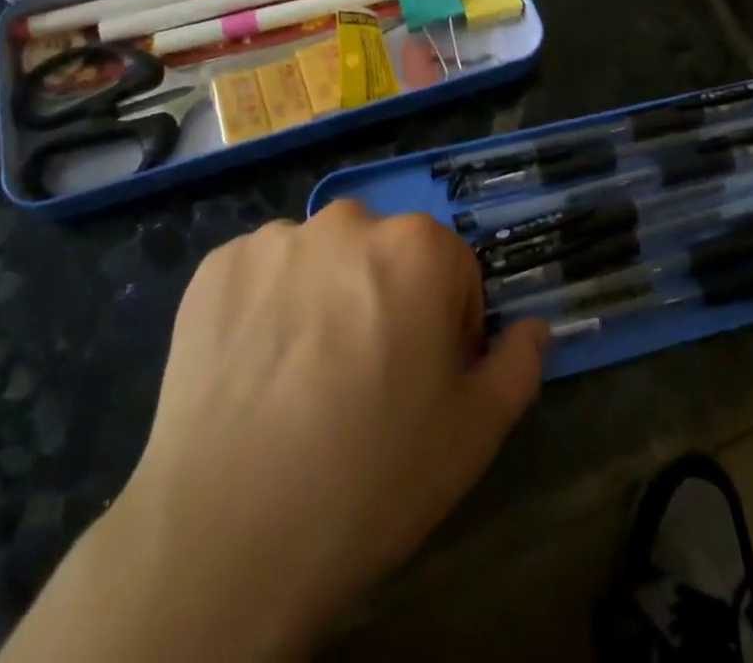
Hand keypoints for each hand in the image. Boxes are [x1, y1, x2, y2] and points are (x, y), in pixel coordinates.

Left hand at [109, 201, 549, 655]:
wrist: (230, 531)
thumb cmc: (372, 475)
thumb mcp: (474, 433)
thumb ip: (517, 365)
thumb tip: (534, 328)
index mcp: (418, 247)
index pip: (451, 268)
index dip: (446, 323)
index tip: (424, 376)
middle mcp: (348, 221)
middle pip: (382, 252)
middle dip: (384, 298)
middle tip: (362, 377)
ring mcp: (276, 238)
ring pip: (319, 258)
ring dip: (323, 296)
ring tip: (302, 376)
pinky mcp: (218, 263)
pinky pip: (261, 272)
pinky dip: (265, 304)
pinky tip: (255, 367)